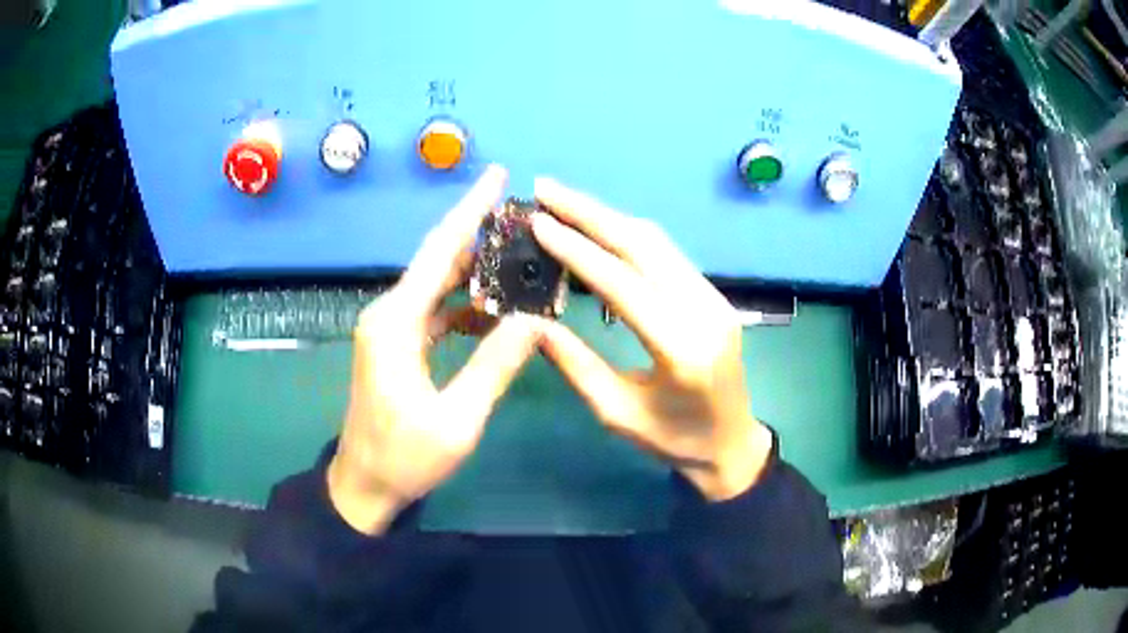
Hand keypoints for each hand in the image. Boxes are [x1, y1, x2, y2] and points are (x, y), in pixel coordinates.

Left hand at [329, 165, 543, 534]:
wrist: (364, 486)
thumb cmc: (405, 458)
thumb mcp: (457, 419)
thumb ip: (495, 365)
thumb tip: (534, 320)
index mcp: (397, 322)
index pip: (439, 251)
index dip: (470, 211)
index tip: (497, 176)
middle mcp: (389, 314)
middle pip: (439, 261)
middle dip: (480, 237)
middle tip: (526, 221)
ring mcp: (391, 330)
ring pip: (438, 286)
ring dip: (475, 273)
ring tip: (521, 260)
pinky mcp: (397, 346)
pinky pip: (436, 312)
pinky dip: (465, 306)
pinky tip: (496, 311)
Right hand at [530, 179, 772, 500]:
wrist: (731, 444)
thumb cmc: (674, 441)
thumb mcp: (617, 413)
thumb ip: (575, 365)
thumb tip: (531, 322)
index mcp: (681, 349)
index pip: (623, 283)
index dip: (577, 249)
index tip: (538, 222)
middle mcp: (704, 311)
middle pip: (643, 245)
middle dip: (590, 212)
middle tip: (545, 189)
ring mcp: (714, 298)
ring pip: (657, 241)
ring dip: (608, 216)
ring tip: (563, 201)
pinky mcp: (713, 295)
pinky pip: (667, 254)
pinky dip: (628, 235)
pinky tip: (598, 227)